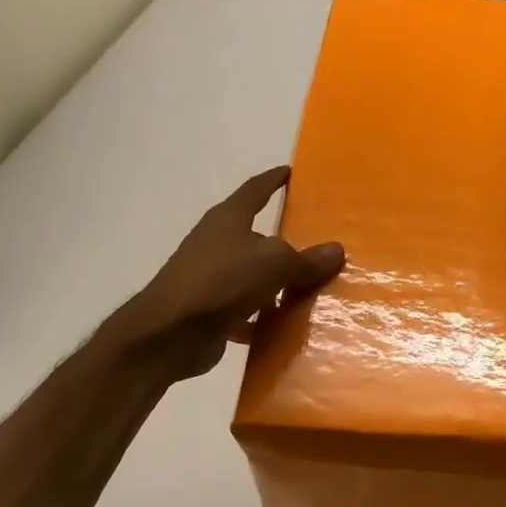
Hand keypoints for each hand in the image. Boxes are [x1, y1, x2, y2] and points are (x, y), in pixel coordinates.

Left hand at [102, 166, 344, 382]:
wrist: (169, 334)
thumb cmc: (222, 281)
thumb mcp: (275, 263)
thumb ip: (306, 258)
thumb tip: (336, 250)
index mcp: (229, 219)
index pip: (255, 190)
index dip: (274, 180)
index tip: (291, 172)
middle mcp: (218, 242)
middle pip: (257, 235)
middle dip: (285, 239)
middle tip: (318, 239)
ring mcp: (212, 277)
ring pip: (254, 275)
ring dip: (278, 282)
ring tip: (314, 287)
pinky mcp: (211, 310)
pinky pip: (248, 309)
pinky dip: (266, 316)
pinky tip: (289, 325)